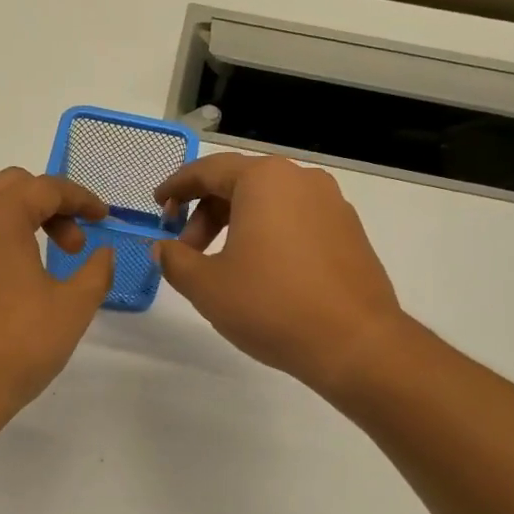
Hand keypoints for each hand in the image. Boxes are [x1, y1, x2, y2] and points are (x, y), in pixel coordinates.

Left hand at [0, 168, 115, 414]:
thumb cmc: (18, 343)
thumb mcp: (73, 306)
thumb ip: (96, 270)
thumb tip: (104, 254)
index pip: (45, 188)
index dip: (81, 199)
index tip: (104, 218)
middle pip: (10, 188)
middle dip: (49, 205)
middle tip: (74, 243)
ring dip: (18, 223)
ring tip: (42, 265)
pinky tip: (6, 287)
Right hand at [153, 154, 407, 399]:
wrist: (355, 343)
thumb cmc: (271, 305)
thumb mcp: (206, 285)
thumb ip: (175, 260)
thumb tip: (163, 247)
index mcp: (264, 180)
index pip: (207, 171)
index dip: (176, 188)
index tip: (157, 206)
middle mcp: (300, 179)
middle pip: (238, 184)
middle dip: (205, 214)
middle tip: (186, 251)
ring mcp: (331, 203)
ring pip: (268, 202)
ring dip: (235, 226)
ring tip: (221, 266)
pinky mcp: (349, 231)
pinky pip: (295, 219)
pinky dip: (268, 234)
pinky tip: (260, 271)